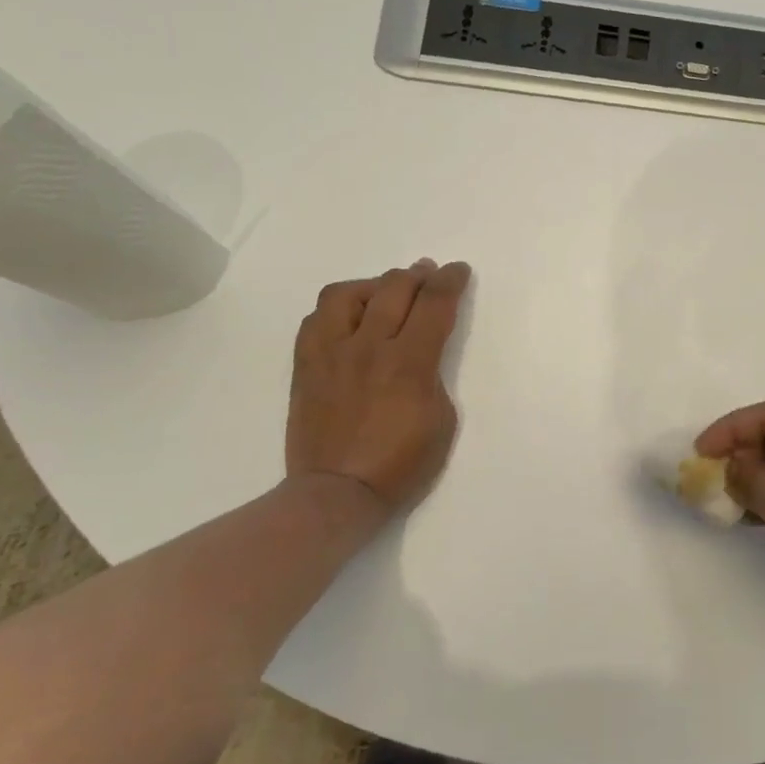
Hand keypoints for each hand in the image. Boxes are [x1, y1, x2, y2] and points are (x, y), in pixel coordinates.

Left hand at [287, 258, 471, 522]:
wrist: (337, 492)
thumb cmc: (401, 465)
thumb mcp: (442, 421)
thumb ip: (433, 377)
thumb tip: (419, 355)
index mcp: (410, 363)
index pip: (434, 304)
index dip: (450, 281)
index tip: (458, 271)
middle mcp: (369, 346)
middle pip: (394, 288)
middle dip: (417, 274)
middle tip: (428, 274)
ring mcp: (331, 353)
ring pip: (347, 294)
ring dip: (373, 285)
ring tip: (384, 292)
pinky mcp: (306, 365)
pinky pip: (316, 319)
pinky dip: (338, 308)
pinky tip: (349, 317)